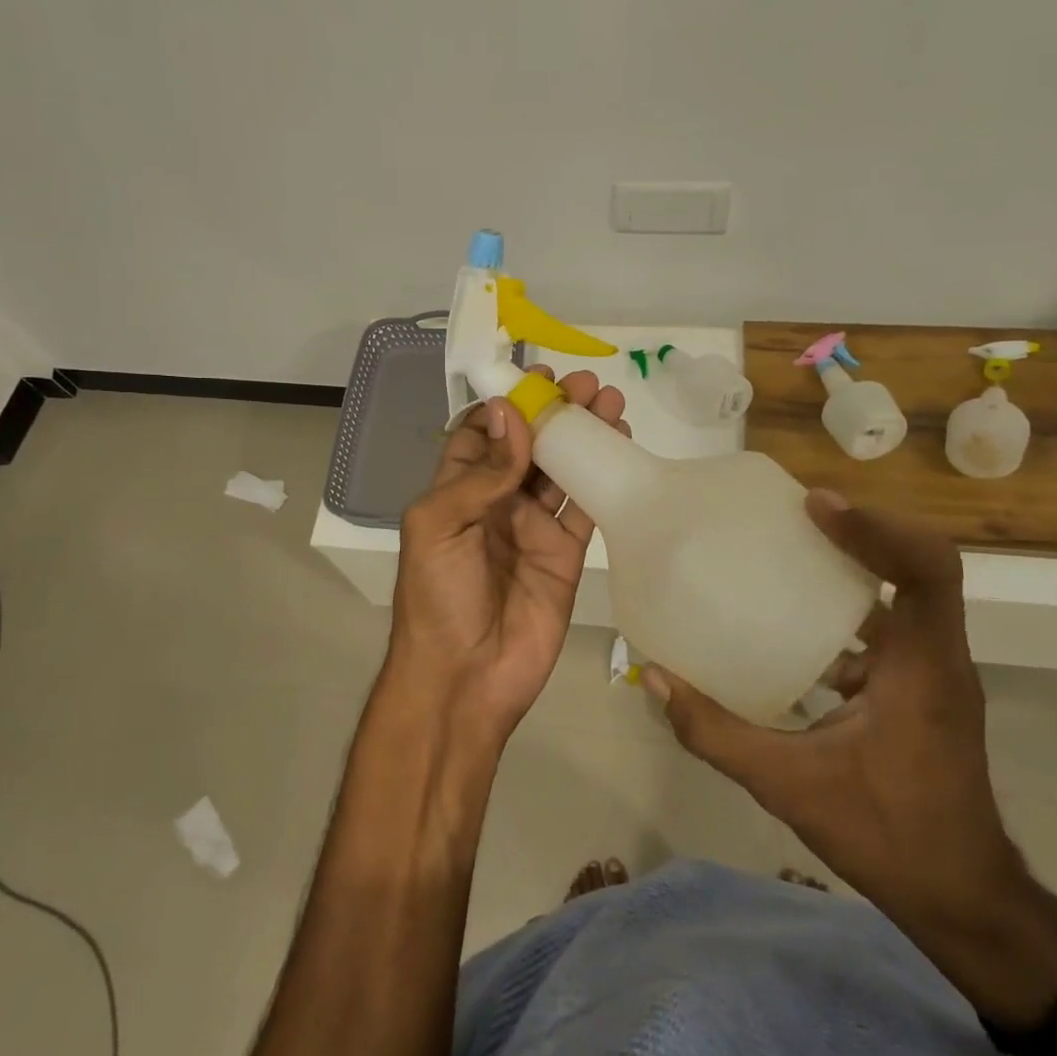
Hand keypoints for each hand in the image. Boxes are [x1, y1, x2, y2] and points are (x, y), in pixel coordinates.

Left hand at [385, 369, 628, 748]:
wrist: (465, 677)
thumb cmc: (437, 596)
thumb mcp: (438, 525)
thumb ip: (479, 473)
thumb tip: (512, 414)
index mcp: (456, 490)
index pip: (484, 434)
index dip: (509, 404)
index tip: (537, 378)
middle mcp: (496, 501)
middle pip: (529, 445)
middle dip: (555, 413)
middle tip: (586, 384)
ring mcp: (533, 526)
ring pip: (562, 469)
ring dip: (583, 435)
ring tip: (610, 401)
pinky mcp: (565, 552)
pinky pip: (585, 505)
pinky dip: (602, 475)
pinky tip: (619, 444)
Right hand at [644, 492, 1034, 936]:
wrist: (964, 903)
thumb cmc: (889, 837)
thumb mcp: (789, 786)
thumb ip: (715, 733)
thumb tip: (655, 678)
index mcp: (923, 668)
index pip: (926, 570)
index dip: (875, 527)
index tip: (814, 507)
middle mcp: (937, 658)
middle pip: (918, 565)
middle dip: (861, 531)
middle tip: (794, 515)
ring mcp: (933, 673)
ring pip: (905, 593)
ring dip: (855, 565)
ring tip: (790, 550)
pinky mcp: (919, 689)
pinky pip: (889, 627)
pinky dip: (846, 609)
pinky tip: (793, 623)